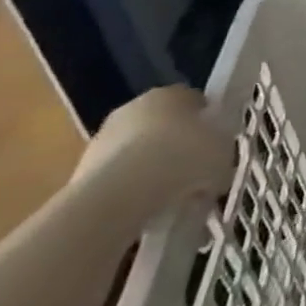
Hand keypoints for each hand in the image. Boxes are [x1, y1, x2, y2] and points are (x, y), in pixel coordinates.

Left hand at [73, 85, 233, 218]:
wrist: (120, 194)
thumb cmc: (182, 160)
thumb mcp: (222, 157)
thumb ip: (220, 156)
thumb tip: (215, 170)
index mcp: (172, 93)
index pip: (194, 102)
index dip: (207, 124)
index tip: (215, 149)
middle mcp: (136, 106)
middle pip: (163, 125)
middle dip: (176, 147)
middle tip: (193, 176)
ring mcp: (105, 136)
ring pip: (137, 152)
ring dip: (150, 170)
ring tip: (168, 202)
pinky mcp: (83, 169)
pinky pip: (118, 178)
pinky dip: (130, 192)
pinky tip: (142, 212)